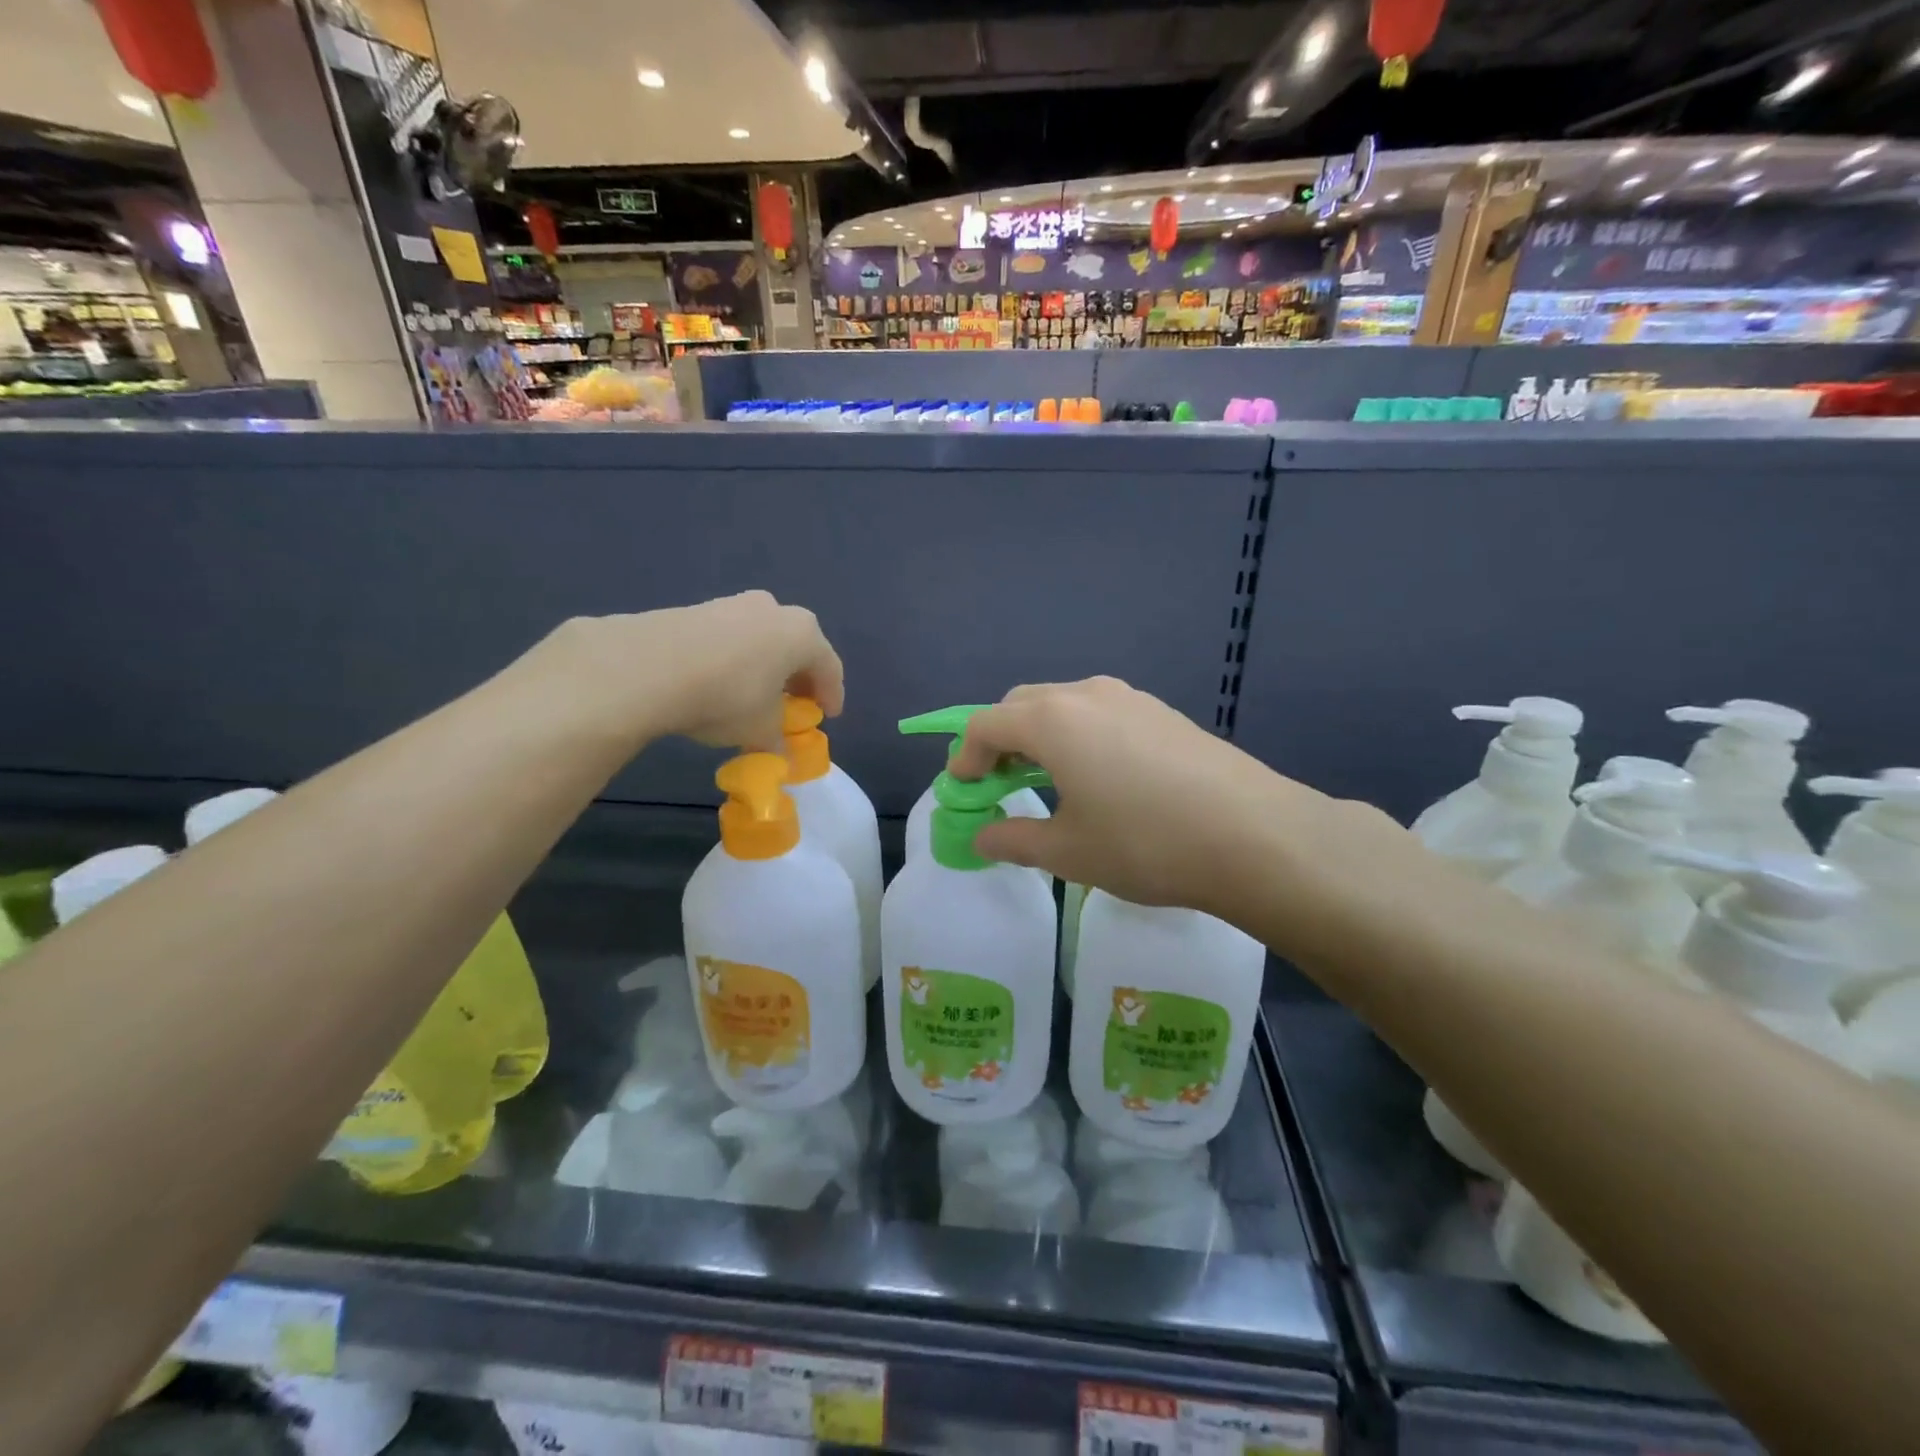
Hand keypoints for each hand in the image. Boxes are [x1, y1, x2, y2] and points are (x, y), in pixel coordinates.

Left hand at [520, 592, 842, 752]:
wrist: (648, 666)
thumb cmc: (727, 697)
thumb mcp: (760, 731)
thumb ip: (778, 741)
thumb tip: (781, 754)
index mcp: (803, 635)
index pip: (829, 668)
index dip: (831, 695)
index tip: (827, 716)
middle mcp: (774, 610)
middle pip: (796, 648)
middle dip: (797, 678)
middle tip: (794, 704)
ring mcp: (734, 604)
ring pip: (761, 640)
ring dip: (764, 667)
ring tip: (754, 695)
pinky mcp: (697, 609)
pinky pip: (729, 638)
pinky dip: (733, 660)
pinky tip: (718, 683)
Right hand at [950, 678, 1346, 919]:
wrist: (1254, 835)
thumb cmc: (1144, 843)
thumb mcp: (1068, 851)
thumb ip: (1014, 840)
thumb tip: (982, 838)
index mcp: (1052, 720)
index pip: (986, 725)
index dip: (965, 757)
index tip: (964, 790)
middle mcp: (1087, 694)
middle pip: (1023, 705)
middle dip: (1000, 740)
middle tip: (999, 783)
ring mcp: (1131, 698)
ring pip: (1065, 704)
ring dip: (1041, 735)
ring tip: (1047, 780)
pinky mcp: (1164, 712)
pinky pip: (1101, 713)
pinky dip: (1078, 735)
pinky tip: (1099, 776)